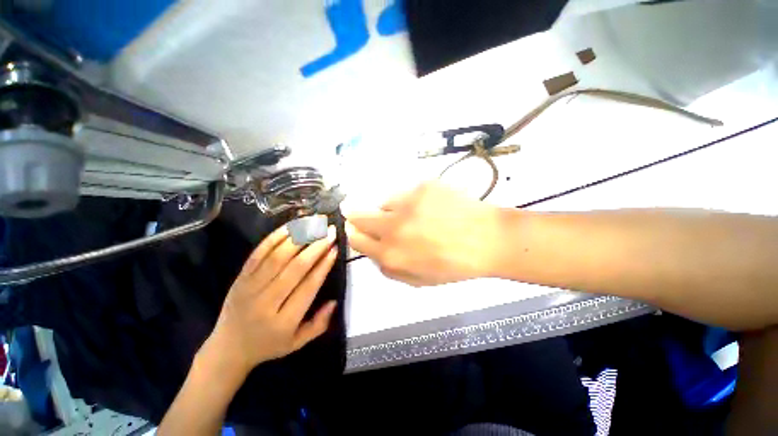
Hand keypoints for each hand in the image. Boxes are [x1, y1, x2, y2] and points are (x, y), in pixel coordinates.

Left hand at [205, 225, 338, 376]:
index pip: (308, 286)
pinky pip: (258, 253)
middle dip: (316, 246)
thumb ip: (319, 324)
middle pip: (295, 268)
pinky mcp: (240, 278)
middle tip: (331, 231)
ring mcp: (250, 288)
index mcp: (283, 321)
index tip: (335, 249)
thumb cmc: (268, 345)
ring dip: (299, 237)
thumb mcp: (297, 343)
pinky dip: (275, 238)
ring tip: (315, 224)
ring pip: (277, 256)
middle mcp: (266, 302)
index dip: (323, 265)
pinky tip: (291, 227)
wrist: (228, 348)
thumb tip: (334, 301)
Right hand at [347, 181, 503, 285]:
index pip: (357, 241)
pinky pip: (406, 193)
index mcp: (391, 255)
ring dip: (390, 210)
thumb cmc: (454, 265)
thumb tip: (374, 251)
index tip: (354, 229)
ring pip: (384, 203)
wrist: (488, 240)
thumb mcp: (419, 280)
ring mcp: (407, 203)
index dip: (354, 234)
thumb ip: (390, 269)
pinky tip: (430, 207)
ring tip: (412, 215)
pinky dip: (411, 201)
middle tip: (354, 212)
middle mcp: (393, 227)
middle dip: (355, 215)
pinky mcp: (422, 186)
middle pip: (359, 216)